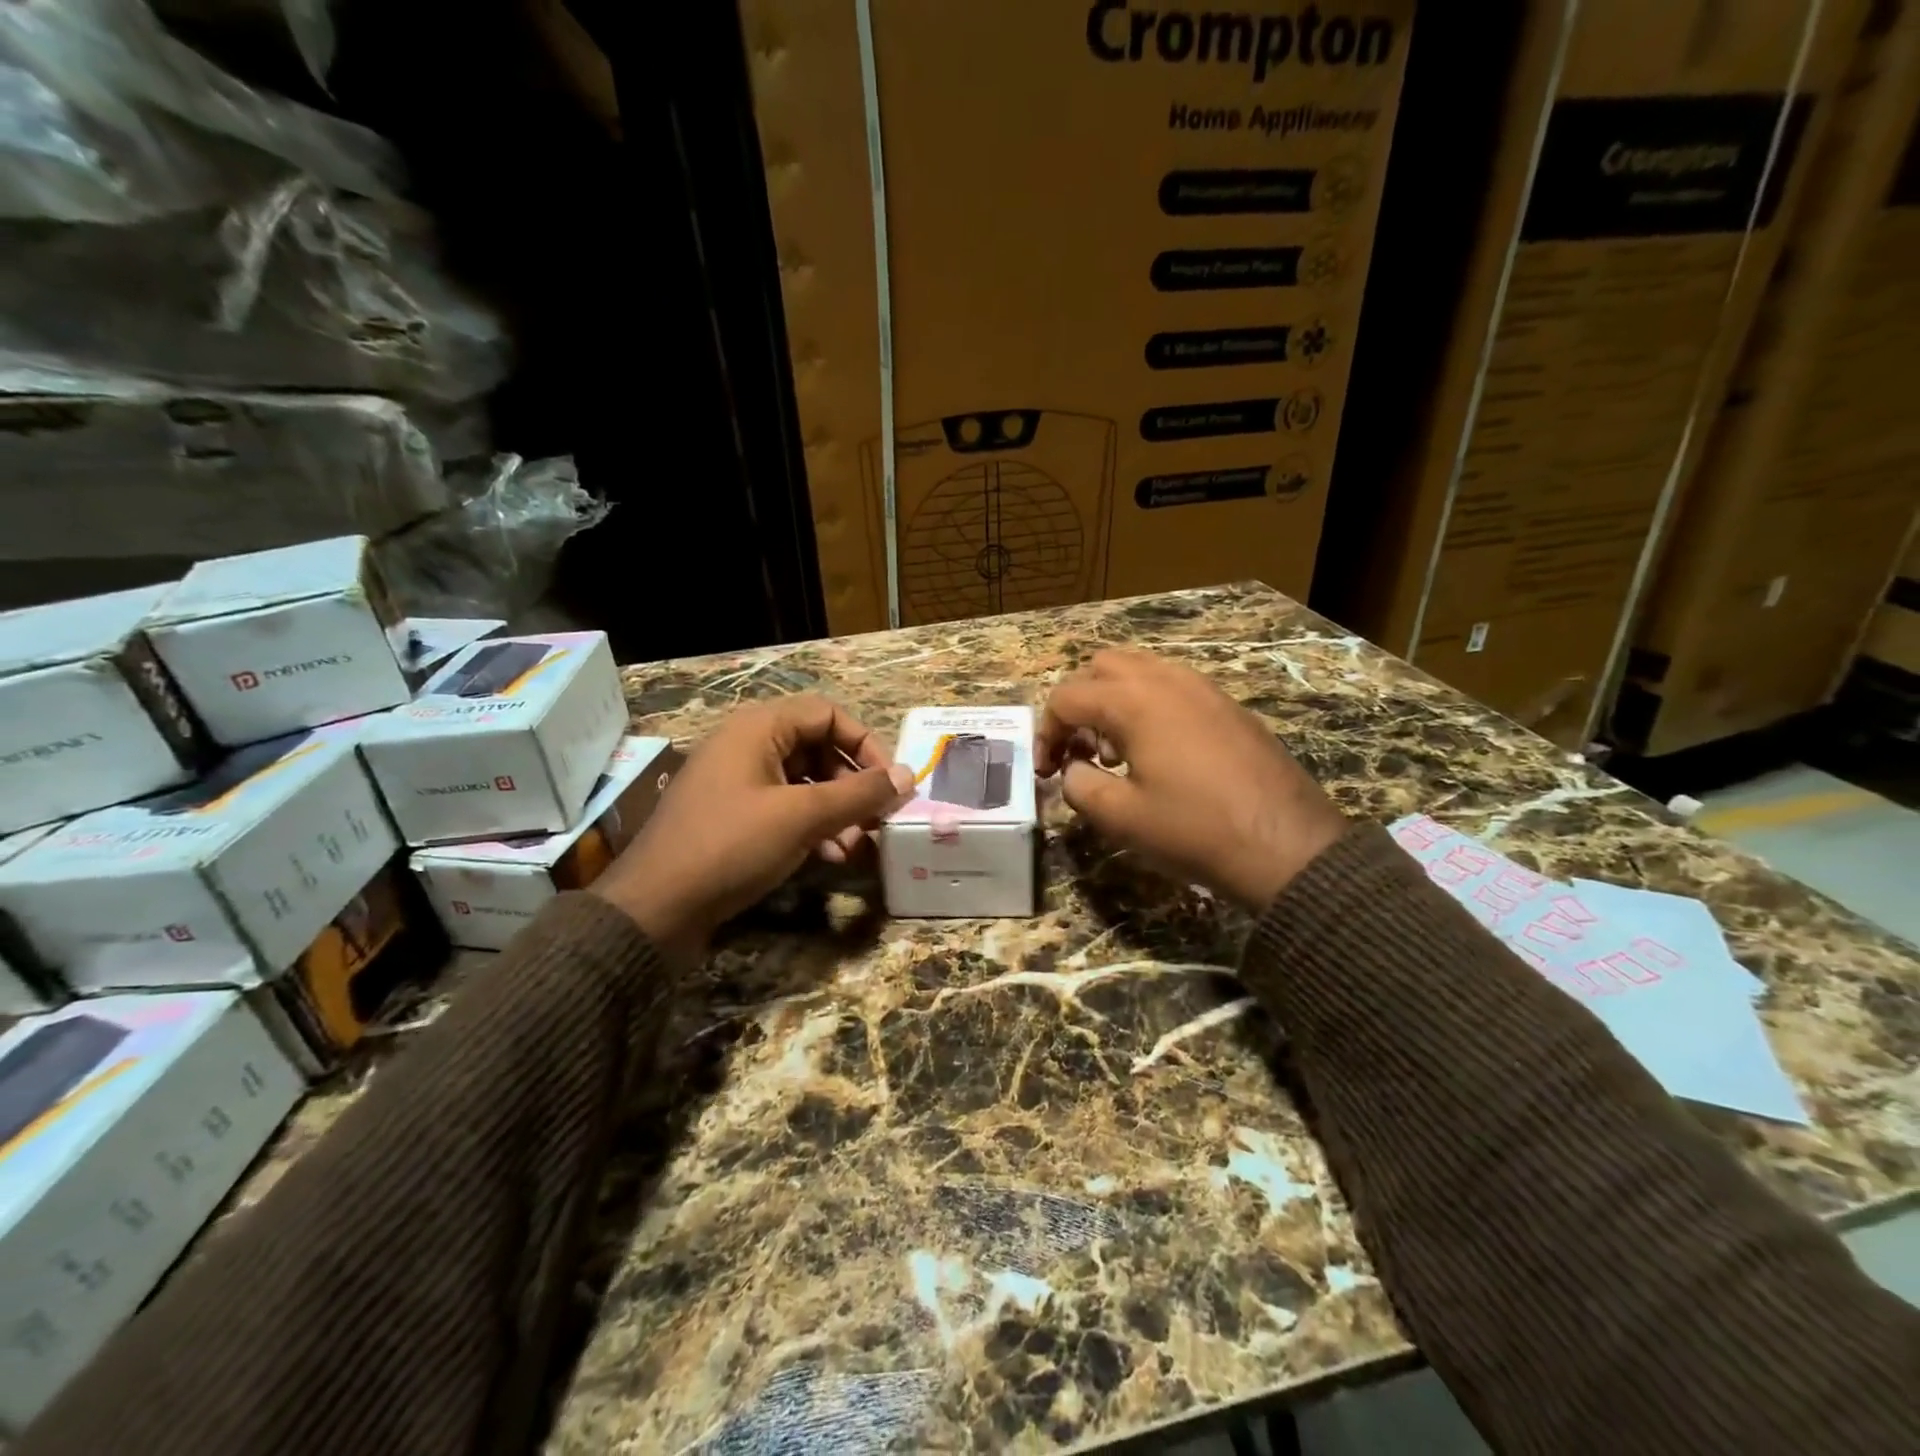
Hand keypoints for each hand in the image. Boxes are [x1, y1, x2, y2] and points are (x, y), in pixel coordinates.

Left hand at [595, 696, 912, 959]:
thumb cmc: (731, 847)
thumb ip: (859, 794)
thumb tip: (908, 775)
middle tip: (876, 820)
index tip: (889, 783)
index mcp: (758, 728)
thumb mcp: (802, 817)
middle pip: (818, 748)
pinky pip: (783, 807)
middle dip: (852, 785)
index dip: (865, 744)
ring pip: (803, 782)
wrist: (654, 909)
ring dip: (836, 810)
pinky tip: (829, 856)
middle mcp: (746, 745)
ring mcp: (736, 782)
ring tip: (855, 847)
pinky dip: (811, 826)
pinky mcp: (731, 815)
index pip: (828, 714)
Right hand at [1036, 649, 1346, 909]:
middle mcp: (1166, 679)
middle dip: (1079, 705)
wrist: (1286, 845)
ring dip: (1113, 702)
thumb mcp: (1120, 816)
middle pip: (1101, 667)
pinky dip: (1148, 706)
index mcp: (1133, 701)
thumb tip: (1074, 771)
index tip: (1047, 772)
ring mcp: (1203, 687)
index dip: (1046, 733)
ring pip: (1140, 671)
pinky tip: (1158, 754)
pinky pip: (1172, 687)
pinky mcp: (1227, 705)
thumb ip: (1078, 785)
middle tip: (1080, 751)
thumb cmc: (1195, 828)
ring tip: (1117, 753)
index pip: (1066, 697)